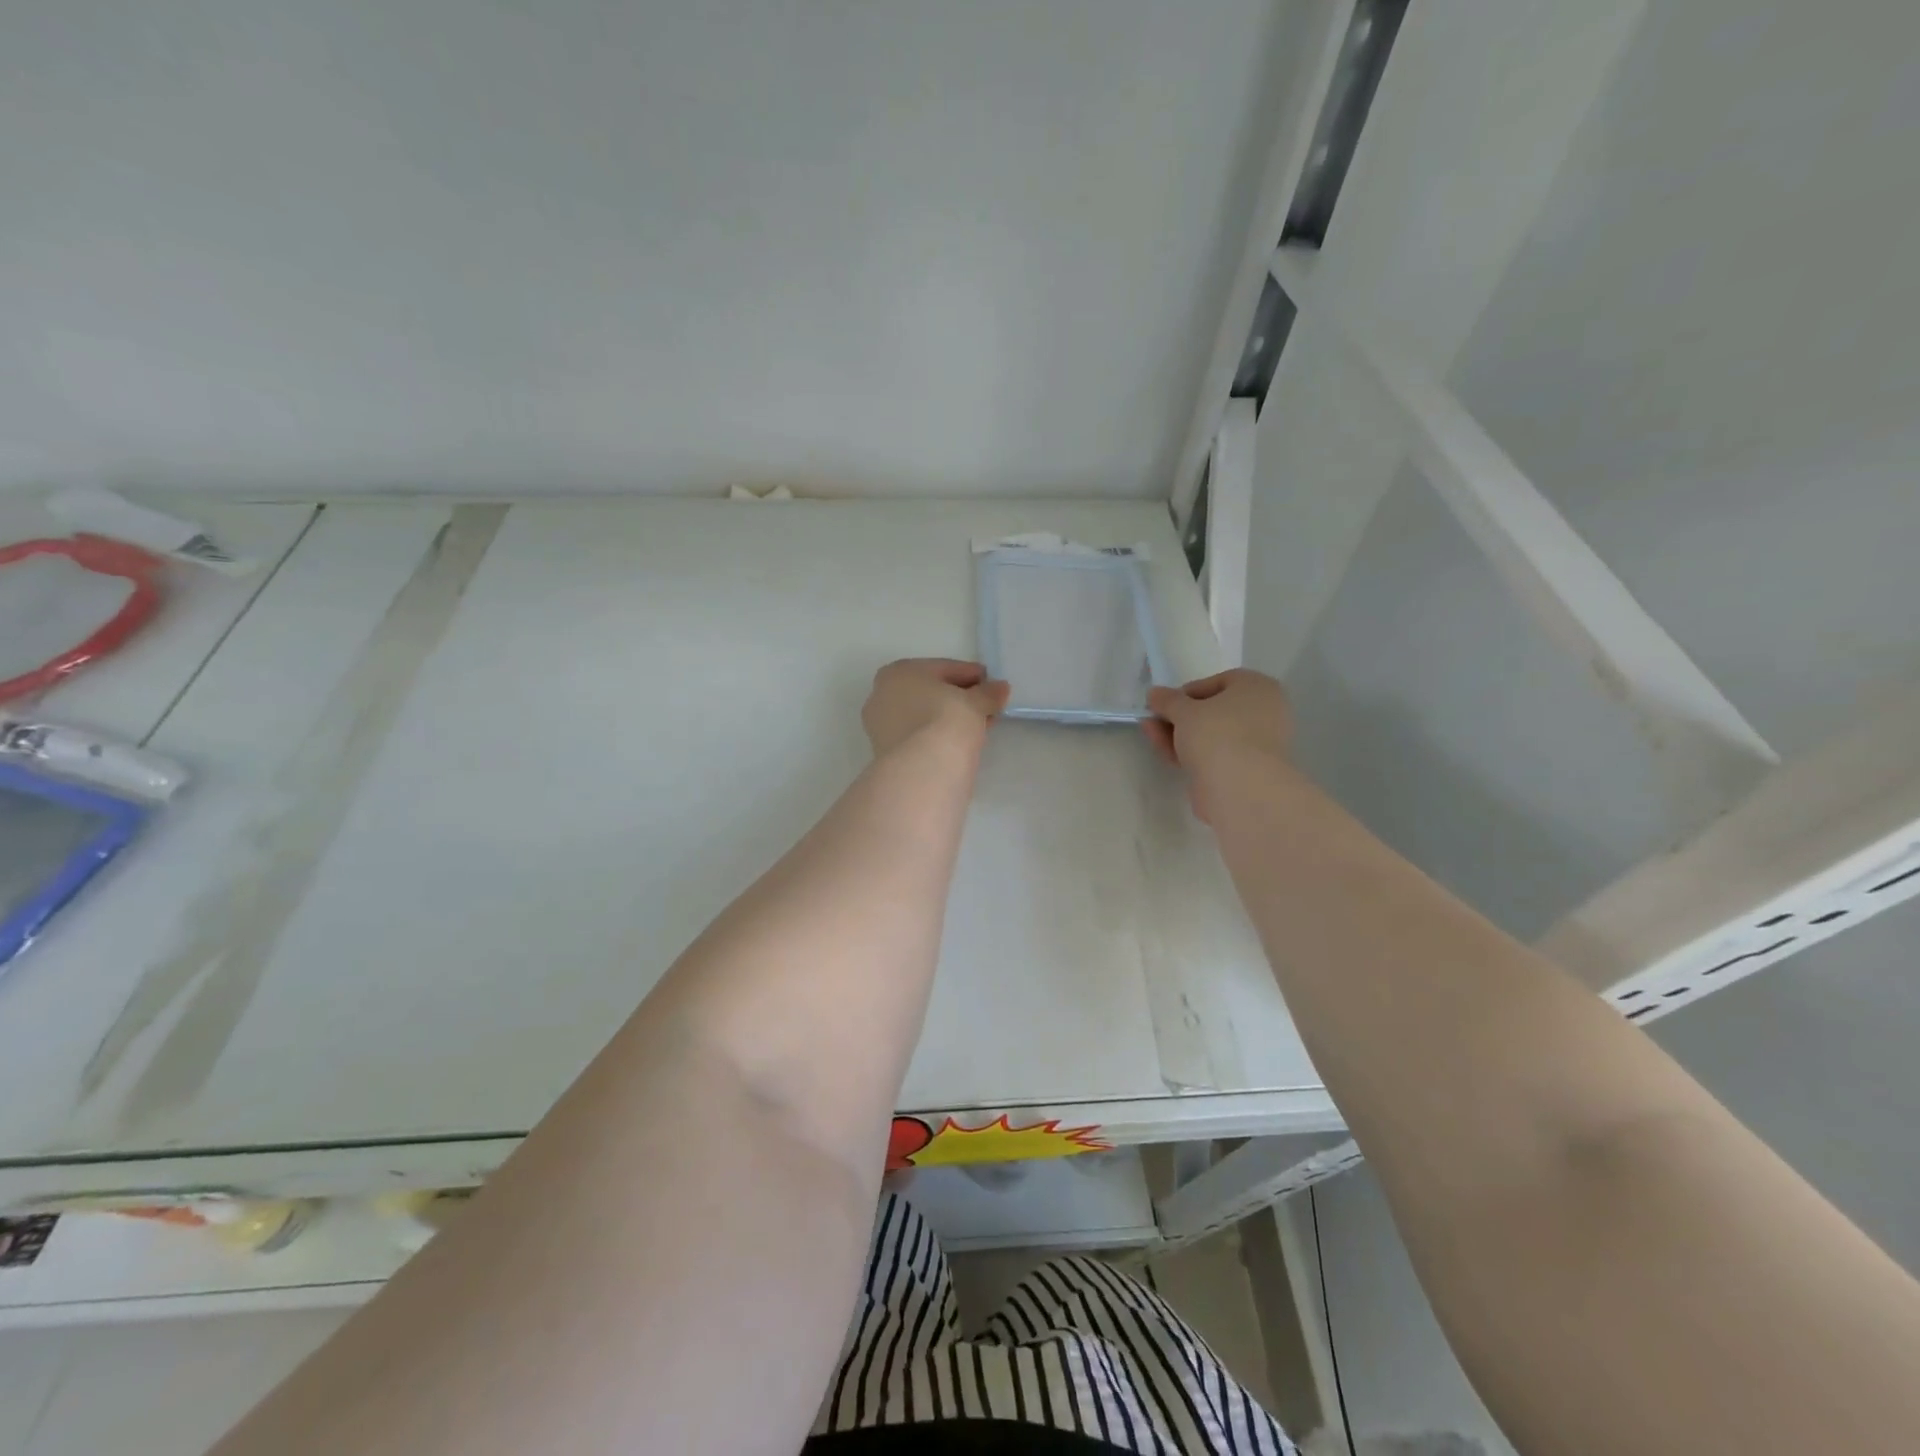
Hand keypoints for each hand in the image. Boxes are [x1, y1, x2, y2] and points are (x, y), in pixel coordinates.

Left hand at [862, 658, 1009, 756]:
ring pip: (925, 716)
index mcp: (899, 672)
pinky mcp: (887, 754)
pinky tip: (960, 744)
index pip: (944, 668)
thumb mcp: (975, 703)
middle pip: (931, 693)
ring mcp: (881, 727)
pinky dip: (939, 737)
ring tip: (979, 728)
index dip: (973, 675)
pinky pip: (920, 736)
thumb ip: (988, 693)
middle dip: (961, 699)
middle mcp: (882, 695)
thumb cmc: (946, 721)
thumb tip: (1000, 688)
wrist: (921, 772)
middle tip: (988, 707)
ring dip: (951, 720)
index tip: (994, 685)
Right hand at [1144, 669, 1292, 820]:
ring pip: (1211, 735)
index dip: (1186, 692)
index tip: (1165, 703)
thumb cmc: (1217, 734)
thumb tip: (1155, 693)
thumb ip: (1167, 700)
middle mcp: (1264, 713)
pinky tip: (1167, 754)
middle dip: (1178, 716)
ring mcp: (1256, 744)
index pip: (1218, 682)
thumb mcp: (1184, 710)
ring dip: (1179, 734)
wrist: (1240, 788)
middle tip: (1153, 720)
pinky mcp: (1245, 771)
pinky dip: (1191, 753)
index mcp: (1258, 688)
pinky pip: (1215, 755)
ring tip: (1150, 734)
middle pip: (1212, 711)